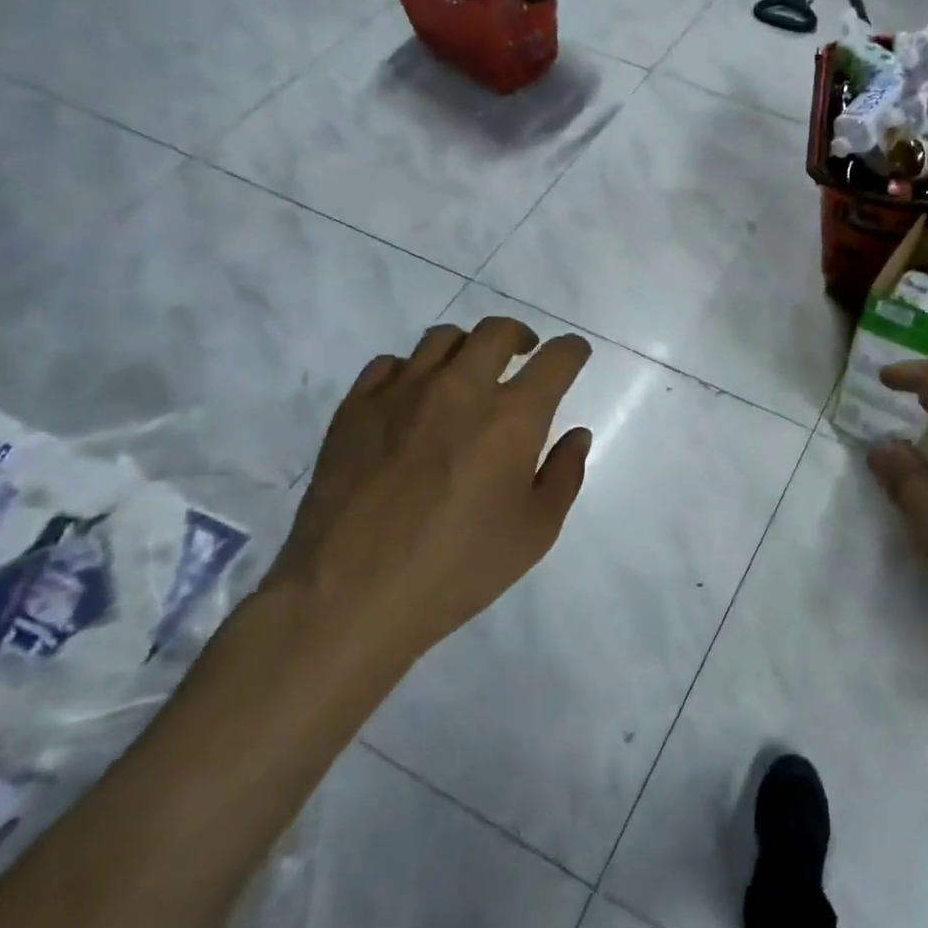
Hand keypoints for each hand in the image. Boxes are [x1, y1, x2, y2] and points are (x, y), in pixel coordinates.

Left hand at [246, 318, 592, 733]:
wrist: (350, 595)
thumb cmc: (458, 568)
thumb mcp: (535, 533)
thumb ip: (564, 475)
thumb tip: (577, 434)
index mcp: (512, 418)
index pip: (556, 359)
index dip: (573, 350)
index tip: (575, 354)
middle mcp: (461, 389)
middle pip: (498, 332)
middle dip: (521, 337)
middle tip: (524, 355)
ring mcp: (403, 393)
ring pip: (443, 339)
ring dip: (468, 349)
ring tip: (469, 374)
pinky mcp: (356, 407)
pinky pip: (391, 364)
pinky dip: (413, 370)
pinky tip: (415, 399)